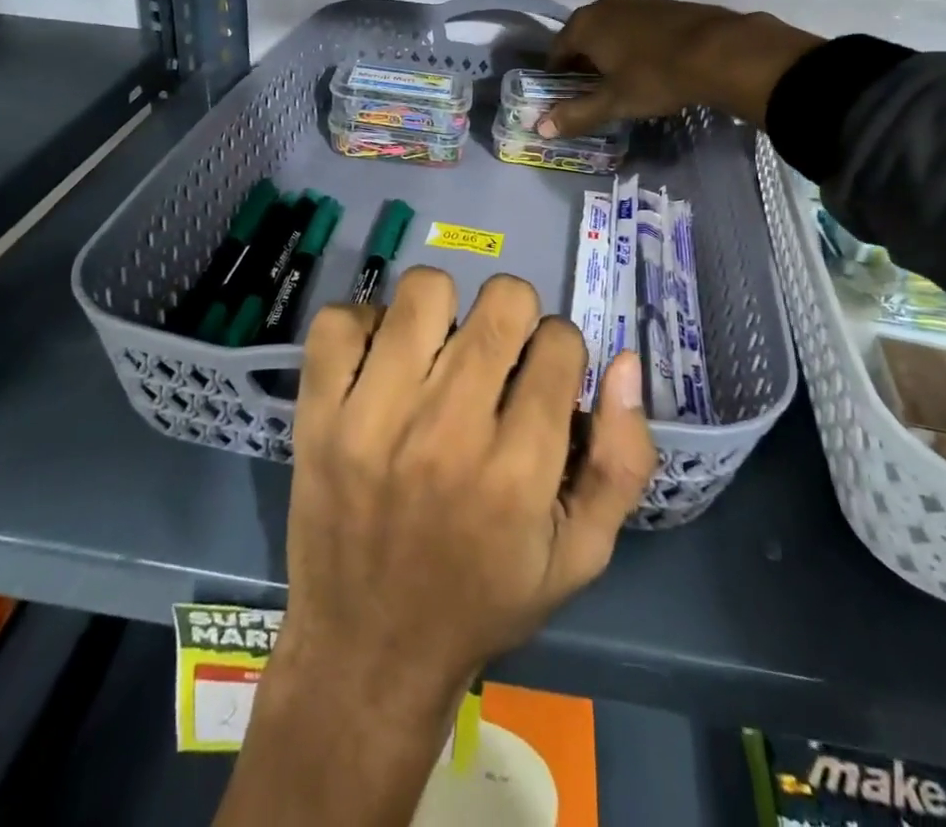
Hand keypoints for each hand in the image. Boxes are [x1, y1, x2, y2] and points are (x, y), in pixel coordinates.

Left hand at [275, 267, 654, 714]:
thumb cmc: (483, 602)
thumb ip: (622, 461)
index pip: (560, 342)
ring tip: (438, 351)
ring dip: (443, 309)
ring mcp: (372, 418)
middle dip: (514, 316)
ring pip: (425, 290)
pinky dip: (365, 324)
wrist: (368, 655)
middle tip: (496, 356)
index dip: (560, 351)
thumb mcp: (579, 556)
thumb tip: (626, 362)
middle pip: (502, 302)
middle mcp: (447, 433)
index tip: (543, 378)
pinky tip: (381, 360)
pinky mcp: (319, 415)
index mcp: (517, 472)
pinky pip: (339, 320)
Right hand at [544, 0, 820, 135]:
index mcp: (586, 23)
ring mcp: (641, 0)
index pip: (558, 48)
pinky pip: (642, 24)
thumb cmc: (655, 77)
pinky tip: (653, 62)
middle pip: (586, 34)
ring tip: (623, 75)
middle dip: (586, 58)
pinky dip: (640, 40)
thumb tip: (541, 128)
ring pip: (616, 26)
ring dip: (614, 47)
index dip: (557, 72)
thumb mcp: (614, 102)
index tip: (562, 92)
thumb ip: (576, 114)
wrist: (721, 52)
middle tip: (593, 87)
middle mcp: (608, 4)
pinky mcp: (670, 4)